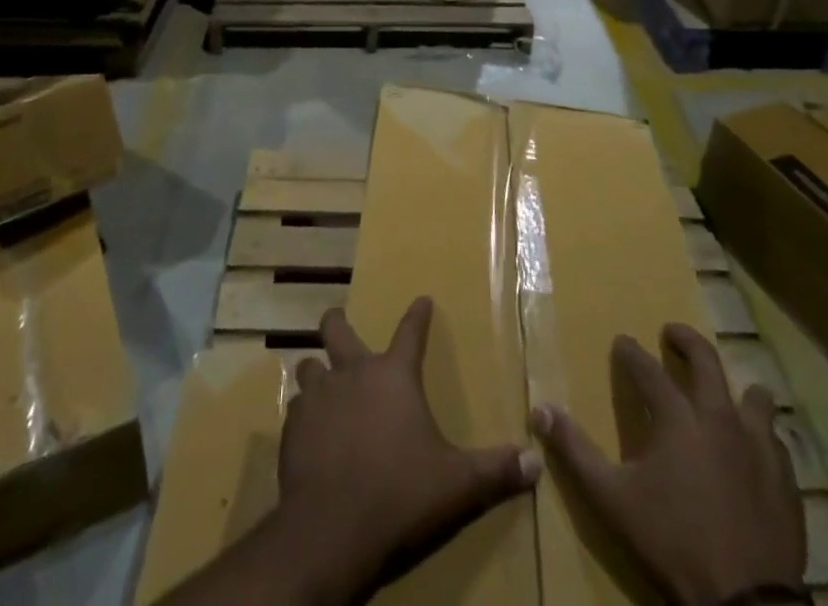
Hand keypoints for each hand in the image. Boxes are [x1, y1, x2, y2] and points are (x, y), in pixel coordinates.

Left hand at [274, 296, 540, 601]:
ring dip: (316, 373)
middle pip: (337, 328)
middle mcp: (353, 373)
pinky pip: (295, 410)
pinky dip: (303, 416)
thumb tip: (535, 464)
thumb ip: (495, 470)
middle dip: (338, 321)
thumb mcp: (456, 485)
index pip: (411, 331)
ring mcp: (318, 396)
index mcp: (394, 376)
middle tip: (339, 322)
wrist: (331, 528)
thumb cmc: (400, 494)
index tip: (422, 299)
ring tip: (320, 385)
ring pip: (309, 367)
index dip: (418, 314)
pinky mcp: (292, 427)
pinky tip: (309, 433)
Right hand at [531, 323, 805, 605]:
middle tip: (672, 334)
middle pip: (705, 360)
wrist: (746, 603)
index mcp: (676, 416)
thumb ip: (575, 451)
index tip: (621, 342)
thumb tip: (540, 410)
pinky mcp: (785, 480)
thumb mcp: (612, 498)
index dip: (630, 352)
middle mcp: (718, 417)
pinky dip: (763, 437)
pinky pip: (776, 443)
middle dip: (686, 340)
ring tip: (727, 392)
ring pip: (754, 397)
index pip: (646, 368)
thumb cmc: (673, 541)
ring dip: (737, 388)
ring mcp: (758, 447)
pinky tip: (757, 449)